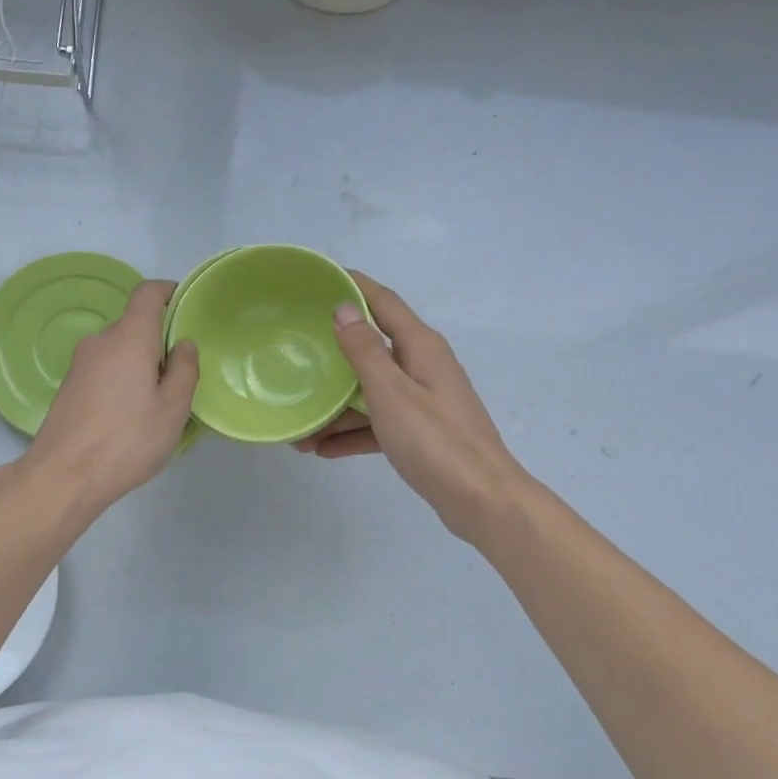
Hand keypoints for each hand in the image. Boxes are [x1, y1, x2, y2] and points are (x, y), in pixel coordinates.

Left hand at [22, 279, 199, 516]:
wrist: (63, 476)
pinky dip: (121, 380)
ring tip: (156, 403)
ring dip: (139, 364)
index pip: (148, 293)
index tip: (186, 308)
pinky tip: (129, 417)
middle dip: (159, 341)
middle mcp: (100, 341)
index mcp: (129, 337)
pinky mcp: (69, 387)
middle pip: (134, 325)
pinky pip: (103, 370)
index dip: (169, 292)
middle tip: (180, 376)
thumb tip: (184, 345)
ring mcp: (79, 365)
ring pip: (119, 351)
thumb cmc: (127, 439)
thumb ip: (185, 370)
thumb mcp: (173, 408)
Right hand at [298, 273, 527, 543]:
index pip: (383, 302)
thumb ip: (365, 350)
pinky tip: (323, 450)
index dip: (354, 286)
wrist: (481, 500)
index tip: (319, 278)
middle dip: (334, 355)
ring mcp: (423, 400)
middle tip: (296, 352)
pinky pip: (380, 423)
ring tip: (300, 428)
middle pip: (372, 348)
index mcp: (420, 347)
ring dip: (337, 407)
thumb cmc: (435, 441)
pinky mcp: (421, 432)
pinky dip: (354, 433)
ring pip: (371, 392)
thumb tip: (344, 308)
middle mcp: (423, 366)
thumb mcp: (391, 392)